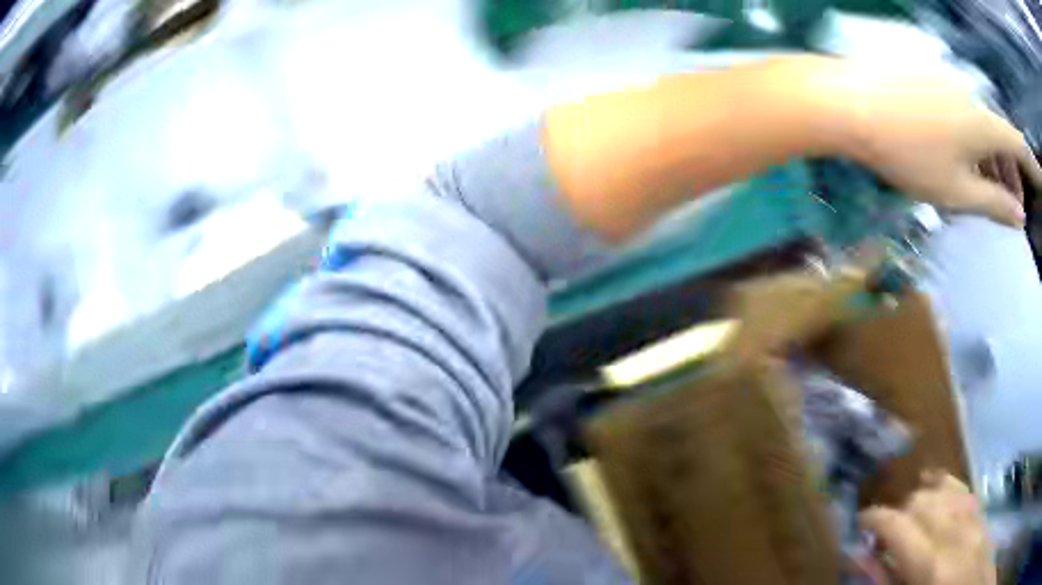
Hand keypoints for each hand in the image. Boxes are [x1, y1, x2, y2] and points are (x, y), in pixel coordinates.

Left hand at [807, 58, 1041, 227]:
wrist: (852, 104)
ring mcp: (948, 83)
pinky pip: (962, 111)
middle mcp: (971, 95)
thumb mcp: (959, 192)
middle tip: (1011, 203)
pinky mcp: (928, 79)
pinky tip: (964, 158)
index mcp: (985, 123)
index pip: (1019, 146)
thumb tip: (1019, 216)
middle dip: (1012, 172)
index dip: (1033, 168)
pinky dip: (972, 139)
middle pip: (1001, 135)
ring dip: (992, 157)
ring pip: (982, 124)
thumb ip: (995, 203)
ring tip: (989, 187)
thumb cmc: (911, 154)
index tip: (1041, 186)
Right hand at [860, 471, 994, 584]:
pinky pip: (959, 485)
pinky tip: (932, 488)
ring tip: (909, 522)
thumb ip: (883, 579)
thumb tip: (858, 555)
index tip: (860, 524)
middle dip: (897, 515)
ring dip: (918, 501)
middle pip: (919, 501)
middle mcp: (952, 530)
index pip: (897, 524)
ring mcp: (971, 515)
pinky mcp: (980, 509)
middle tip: (884, 539)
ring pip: (940, 487)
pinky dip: (942, 484)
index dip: (873, 519)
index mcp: (929, 563)